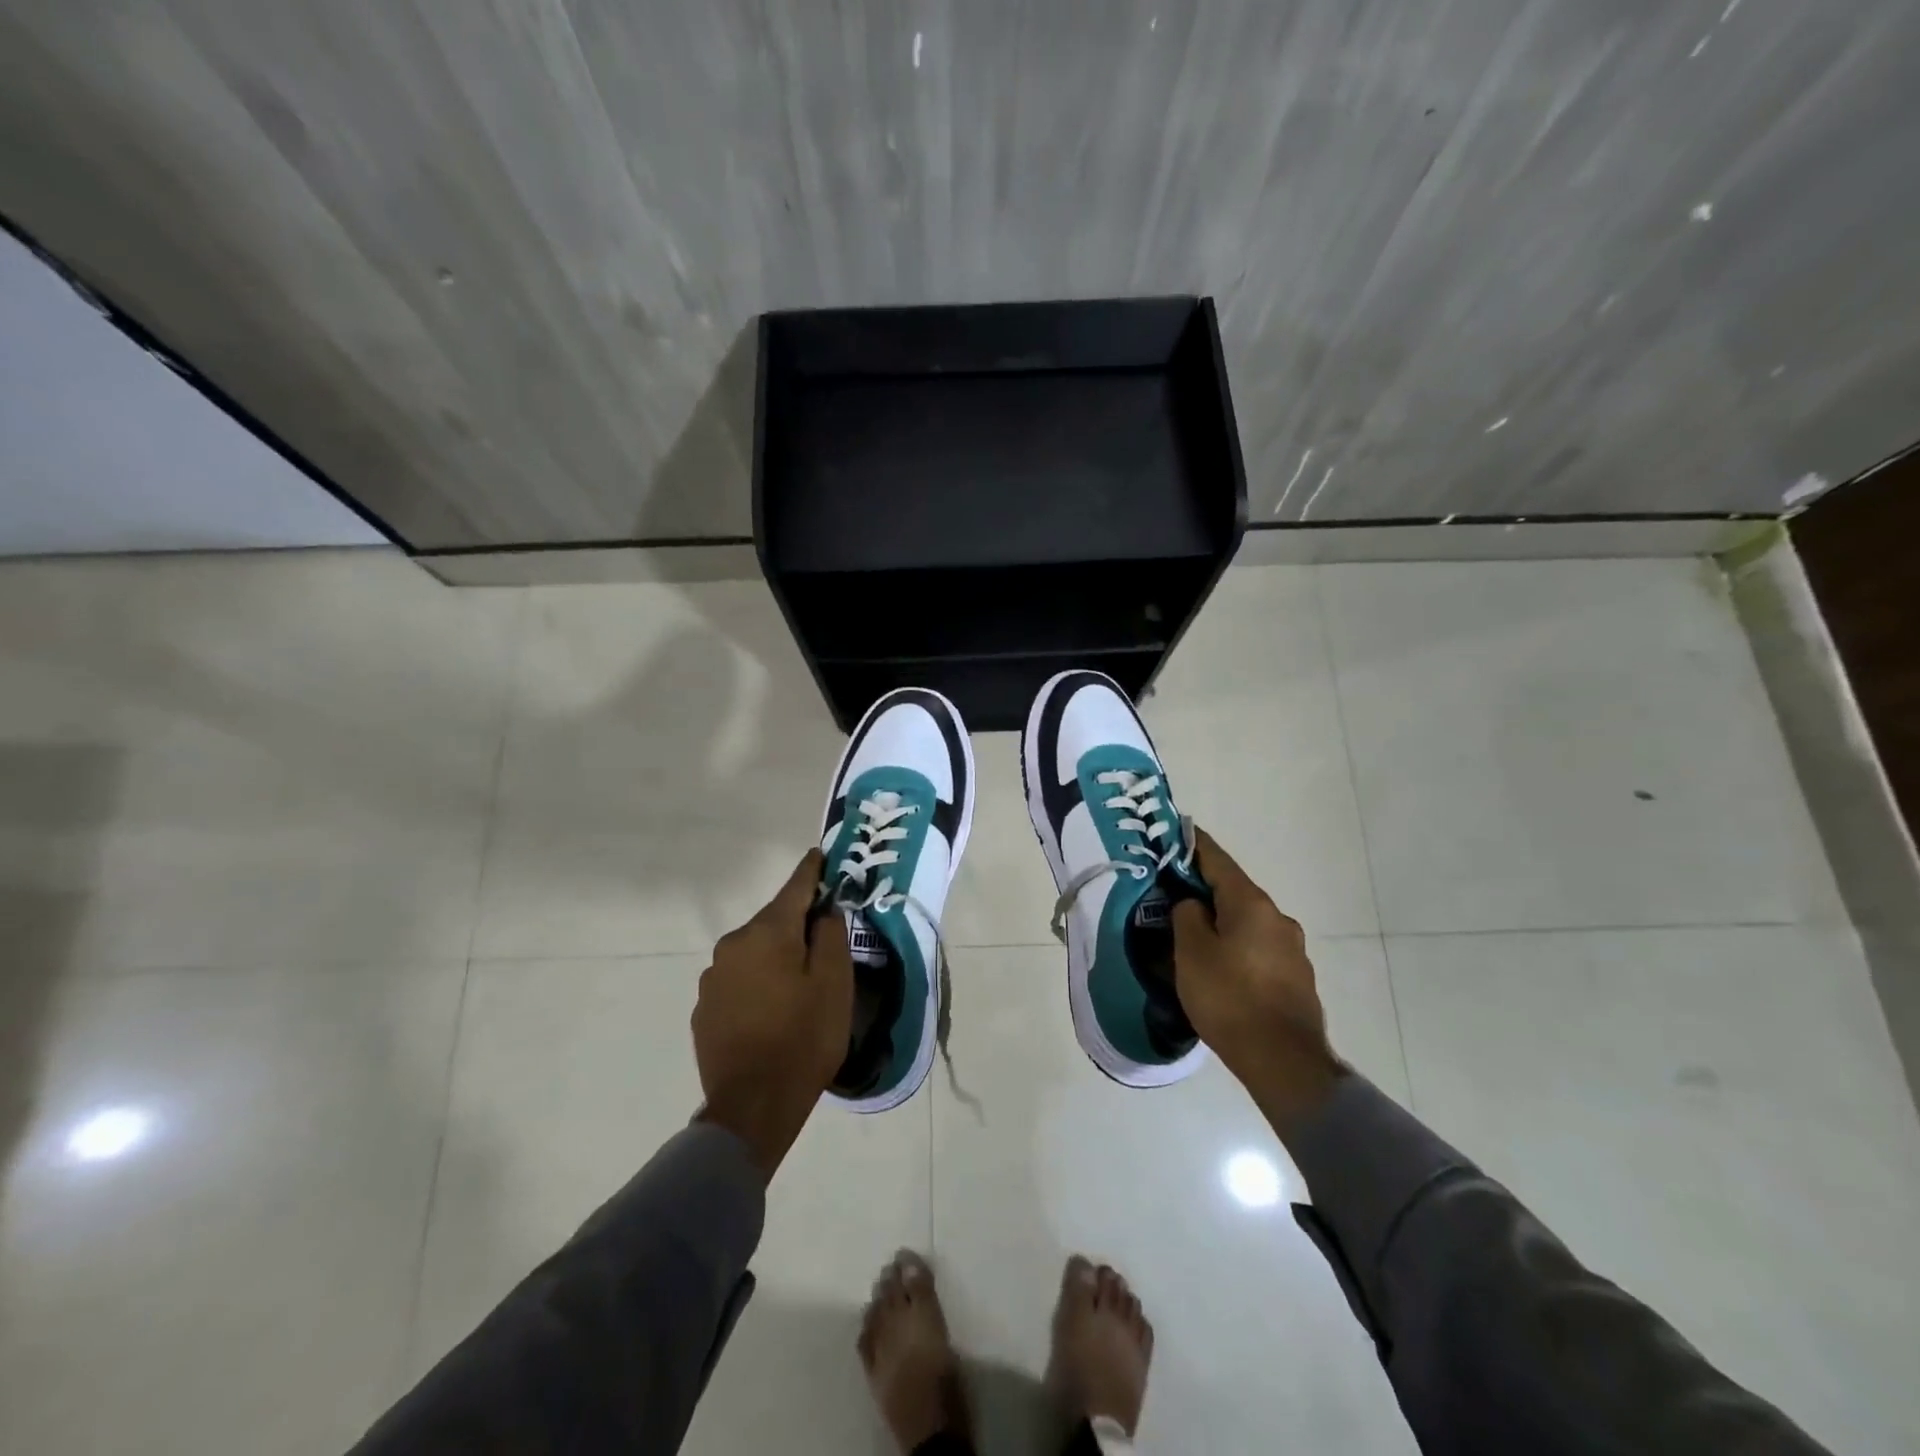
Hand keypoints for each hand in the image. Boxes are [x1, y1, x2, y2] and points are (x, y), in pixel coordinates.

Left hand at [692, 850, 853, 1179]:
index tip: (819, 854)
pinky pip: (739, 980)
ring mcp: (713, 977)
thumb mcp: (835, 983)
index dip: (811, 871)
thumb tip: (823, 911)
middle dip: (797, 924)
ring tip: (798, 984)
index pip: (794, 887)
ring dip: (776, 956)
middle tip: (823, 940)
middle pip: (773, 922)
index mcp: (767, 932)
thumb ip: (831, 935)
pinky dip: (758, 982)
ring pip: (754, 952)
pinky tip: (772, 1009)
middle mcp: (733, 944)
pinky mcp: (704, 1008)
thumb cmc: (804, 1038)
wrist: (752, 1106)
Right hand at [1171, 829, 1344, 1130]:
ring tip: (1190, 938)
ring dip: (1218, 922)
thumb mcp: (1191, 952)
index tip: (1172, 834)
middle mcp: (1277, 918)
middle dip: (1201, 890)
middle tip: (1169, 895)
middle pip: (1232, 892)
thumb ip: (1186, 916)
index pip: (1216, 860)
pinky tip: (1217, 968)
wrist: (1283, 1061)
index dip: (1191, 844)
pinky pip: (1256, 949)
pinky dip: (1234, 947)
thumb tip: (1192, 904)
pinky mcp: (1295, 977)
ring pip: (1244, 922)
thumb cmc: (1229, 998)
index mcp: (1251, 904)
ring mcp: (1291, 949)